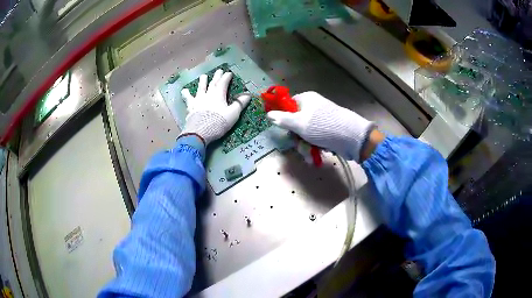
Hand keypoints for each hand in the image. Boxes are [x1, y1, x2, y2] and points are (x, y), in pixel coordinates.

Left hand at [180, 69, 250, 144]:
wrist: (200, 131)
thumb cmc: (218, 122)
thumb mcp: (233, 114)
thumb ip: (239, 104)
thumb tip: (248, 95)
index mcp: (219, 95)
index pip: (223, 83)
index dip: (226, 77)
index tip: (229, 73)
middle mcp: (208, 94)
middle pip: (213, 83)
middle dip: (217, 76)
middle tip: (219, 70)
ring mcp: (198, 100)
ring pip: (200, 88)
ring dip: (202, 81)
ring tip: (203, 76)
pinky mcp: (191, 107)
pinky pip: (188, 98)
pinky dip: (186, 94)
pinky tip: (184, 90)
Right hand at [267, 91, 374, 161]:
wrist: (351, 137)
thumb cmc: (322, 127)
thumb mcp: (299, 123)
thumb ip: (282, 119)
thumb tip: (268, 114)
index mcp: (306, 99)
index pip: (289, 106)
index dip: (285, 118)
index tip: (286, 130)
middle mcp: (314, 106)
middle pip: (297, 122)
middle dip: (297, 137)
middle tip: (299, 145)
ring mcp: (322, 118)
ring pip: (306, 132)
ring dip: (305, 144)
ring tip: (310, 153)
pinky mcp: (329, 129)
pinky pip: (316, 137)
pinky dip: (315, 145)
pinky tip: (317, 152)